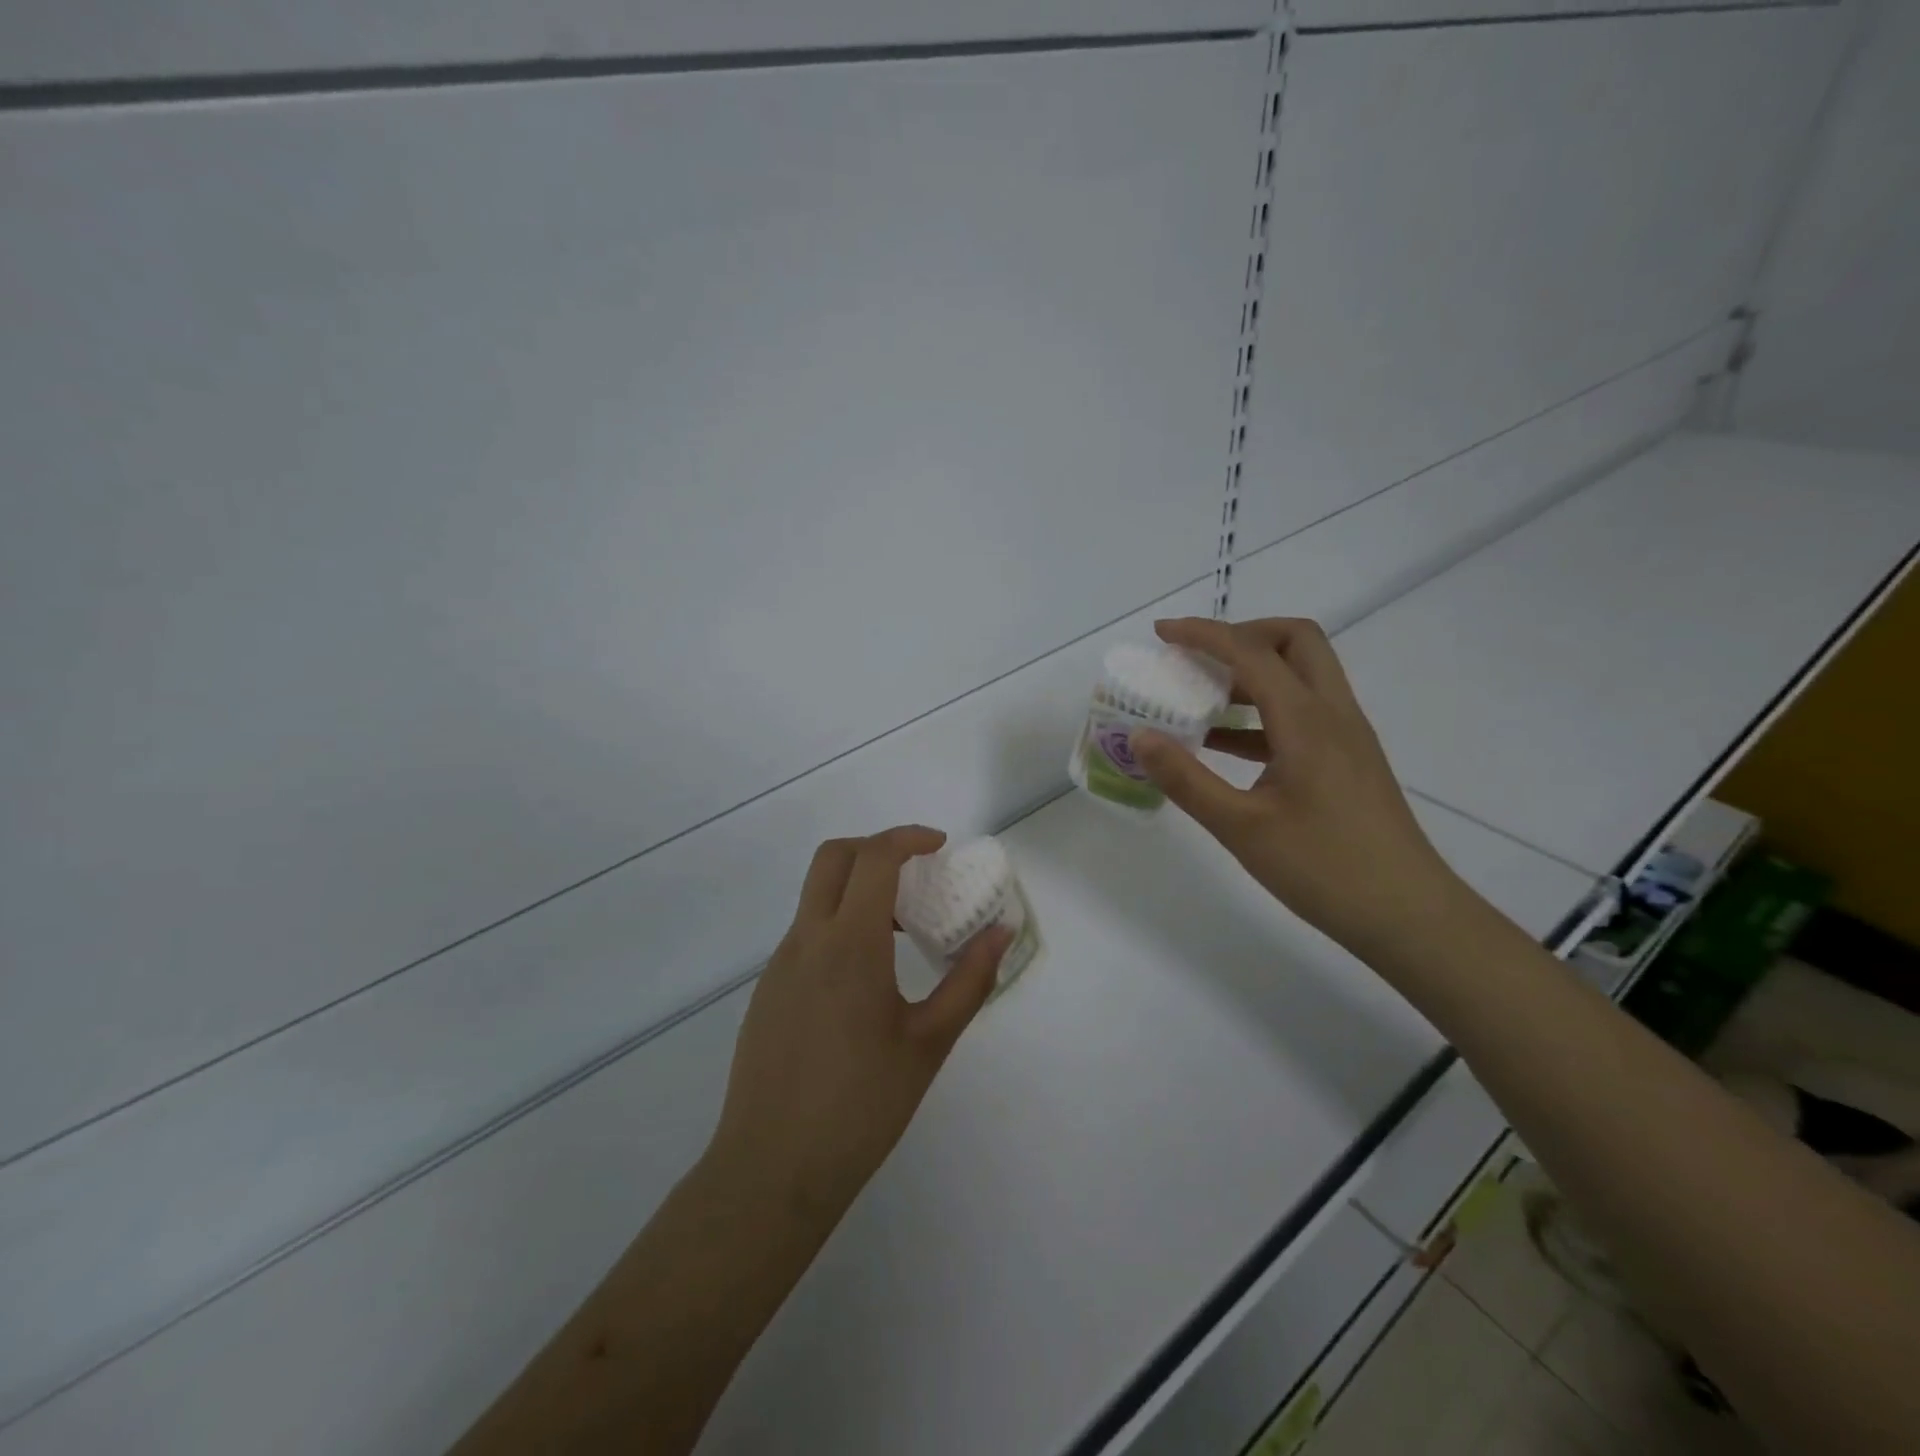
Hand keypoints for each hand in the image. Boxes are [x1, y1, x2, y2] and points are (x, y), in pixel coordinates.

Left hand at [704, 826, 1010, 1226]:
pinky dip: (839, 925)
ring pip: (817, 895)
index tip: (941, 847)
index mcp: (850, 944)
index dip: (909, 838)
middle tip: (918, 873)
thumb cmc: (861, 1106)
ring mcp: (780, 964)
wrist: (772, 1171)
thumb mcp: (929, 1043)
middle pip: (834, 857)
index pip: (874, 858)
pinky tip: (865, 979)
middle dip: (877, 848)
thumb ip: (969, 980)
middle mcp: (807, 940)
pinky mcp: (767, 990)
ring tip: (902, 931)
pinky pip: (806, 933)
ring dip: (858, 889)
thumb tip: (1002, 932)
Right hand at [1133, 617, 1465, 959]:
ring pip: (1302, 675)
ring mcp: (1346, 737)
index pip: (1251, 652)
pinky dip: (1262, 712)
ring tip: (1200, 699)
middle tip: (1197, 659)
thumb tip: (1140, 736)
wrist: (1407, 916)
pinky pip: (1303, 713)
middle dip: (1242, 635)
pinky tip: (1226, 746)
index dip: (1203, 634)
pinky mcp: (1348, 760)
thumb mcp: (1241, 827)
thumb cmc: (1324, 869)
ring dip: (1252, 673)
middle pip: (1294, 641)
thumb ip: (1186, 778)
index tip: (1161, 634)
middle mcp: (1333, 714)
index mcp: (1307, 721)